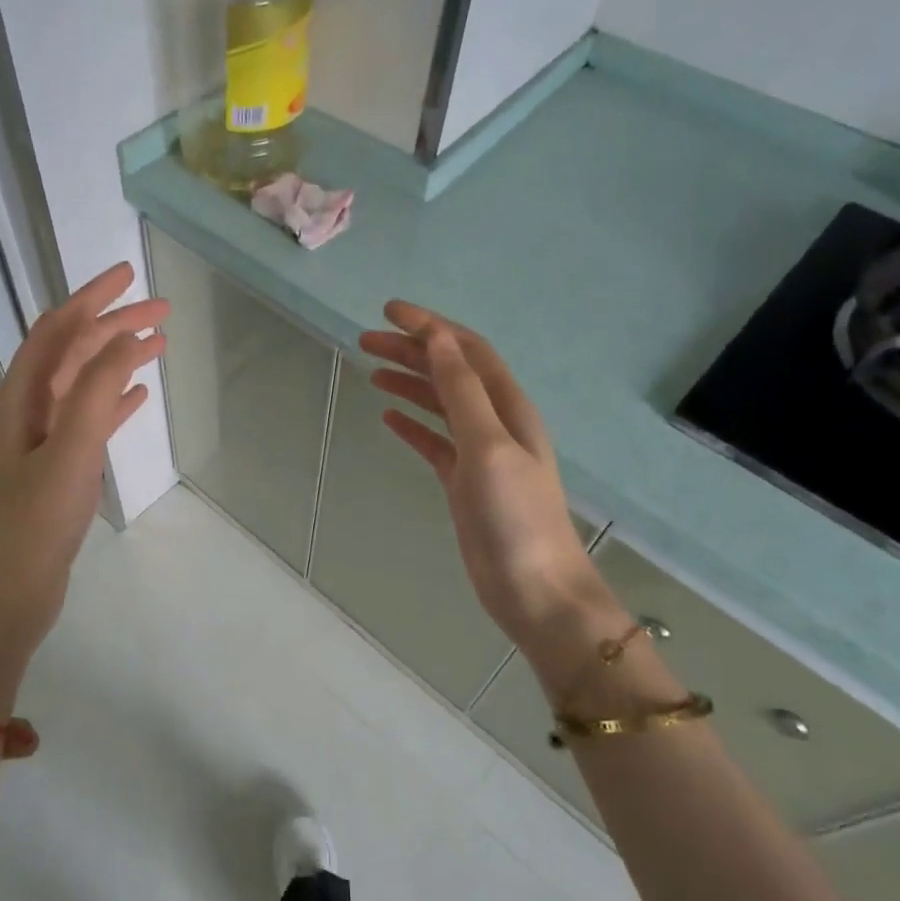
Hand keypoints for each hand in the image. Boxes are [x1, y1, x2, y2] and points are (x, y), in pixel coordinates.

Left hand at [0, 263, 166, 661]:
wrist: (10, 592)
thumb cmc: (37, 522)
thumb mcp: (70, 451)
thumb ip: (96, 391)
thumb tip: (125, 338)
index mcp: (18, 398)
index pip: (55, 330)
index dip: (91, 297)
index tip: (131, 274)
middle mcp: (23, 409)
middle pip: (71, 352)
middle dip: (113, 326)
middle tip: (163, 312)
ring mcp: (38, 440)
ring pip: (82, 383)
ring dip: (116, 360)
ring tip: (158, 346)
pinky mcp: (54, 467)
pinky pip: (87, 419)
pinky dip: (112, 401)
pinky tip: (138, 397)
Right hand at [359, 302, 614, 665]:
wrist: (534, 589)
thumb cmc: (515, 516)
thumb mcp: (488, 446)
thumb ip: (462, 392)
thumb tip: (437, 340)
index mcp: (507, 407)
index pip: (466, 351)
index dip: (430, 327)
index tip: (388, 311)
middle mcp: (495, 423)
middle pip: (449, 373)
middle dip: (412, 350)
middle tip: (365, 340)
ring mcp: (479, 454)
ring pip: (439, 404)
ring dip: (409, 382)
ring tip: (371, 370)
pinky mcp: (463, 483)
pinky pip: (433, 441)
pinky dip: (412, 424)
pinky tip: (388, 416)